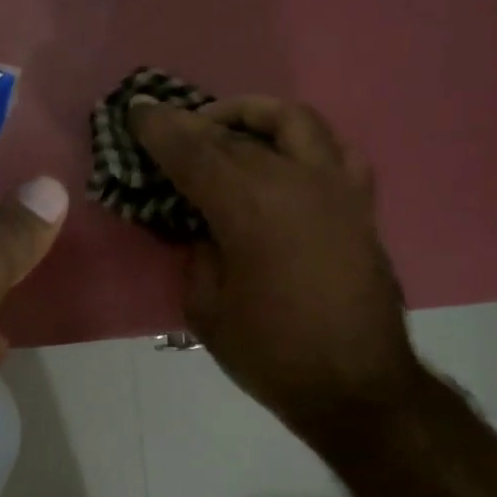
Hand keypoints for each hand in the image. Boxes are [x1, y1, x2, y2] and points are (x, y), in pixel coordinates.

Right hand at [131, 96, 421, 441]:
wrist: (356, 385)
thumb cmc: (272, 353)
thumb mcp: (207, 308)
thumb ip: (198, 253)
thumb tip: (204, 226)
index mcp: (250, 207)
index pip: (194, 152)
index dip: (160, 130)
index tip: (137, 111)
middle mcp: (295, 181)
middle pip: (236, 134)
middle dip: (194, 123)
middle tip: (167, 125)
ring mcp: (336, 188)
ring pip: (294, 122)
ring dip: (253, 116)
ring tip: (227, 129)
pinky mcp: (360, 205)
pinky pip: (333, 150)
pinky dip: (301, 142)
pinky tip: (283, 159)